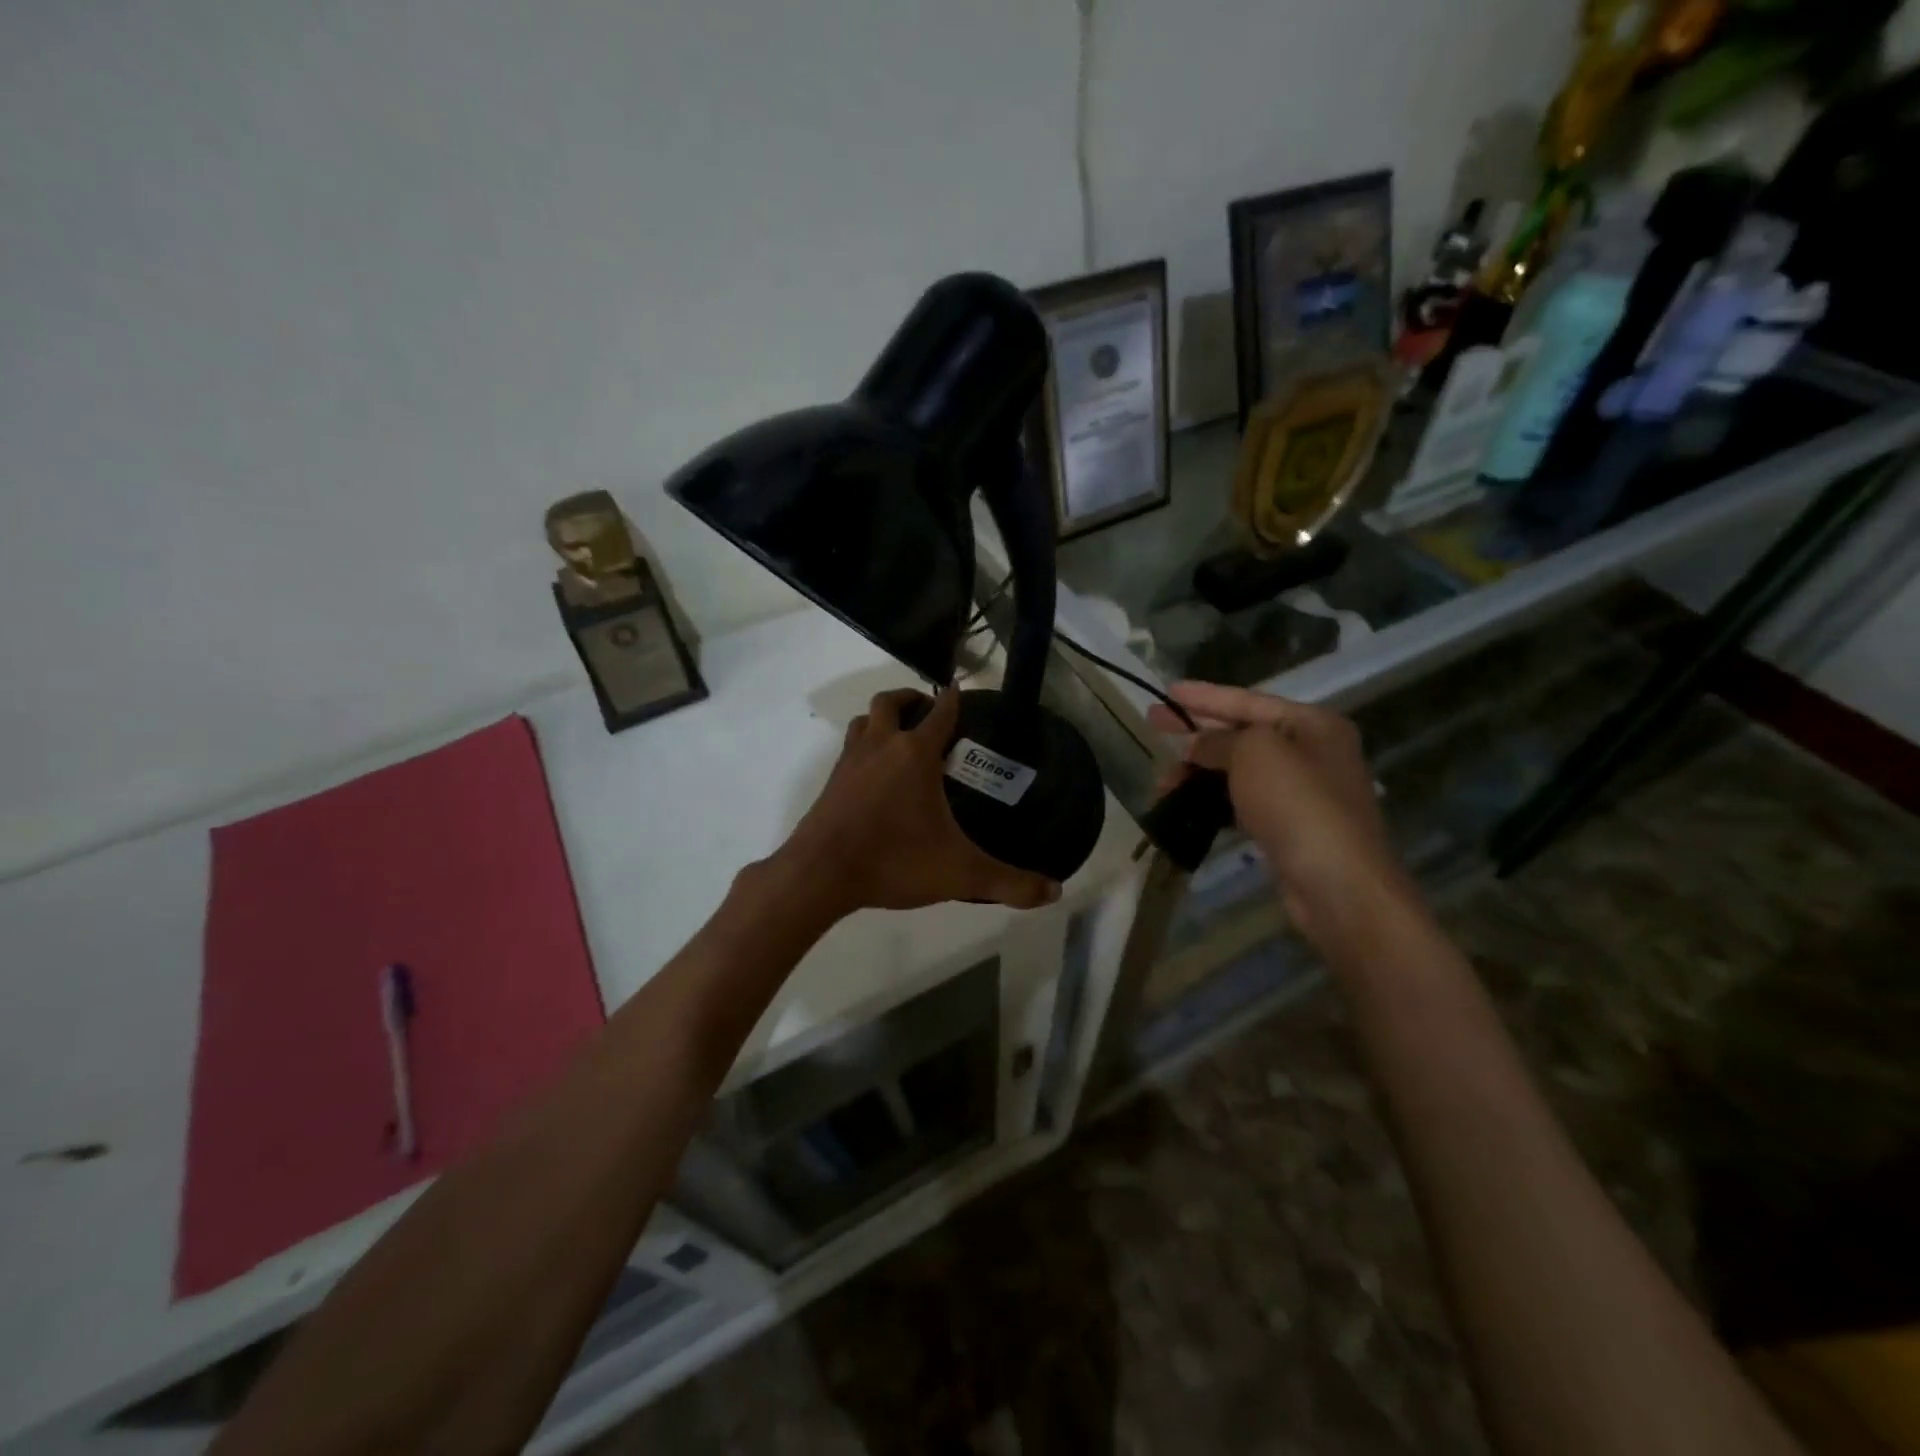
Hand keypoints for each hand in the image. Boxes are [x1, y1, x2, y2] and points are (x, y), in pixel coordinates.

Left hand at [774, 686, 1061, 915]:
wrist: (820, 874)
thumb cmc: (894, 861)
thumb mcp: (960, 874)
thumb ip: (1009, 883)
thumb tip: (1055, 893)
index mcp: (914, 754)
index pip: (940, 712)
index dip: (953, 699)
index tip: (960, 690)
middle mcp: (880, 746)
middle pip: (890, 702)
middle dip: (910, 699)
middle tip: (928, 712)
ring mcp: (850, 762)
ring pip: (862, 722)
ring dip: (881, 720)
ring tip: (899, 737)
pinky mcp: (830, 783)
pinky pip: (849, 750)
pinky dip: (864, 748)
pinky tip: (874, 777)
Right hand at [1147, 682, 1416, 953]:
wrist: (1337, 882)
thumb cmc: (1297, 803)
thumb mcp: (1253, 753)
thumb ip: (1220, 740)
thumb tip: (1198, 747)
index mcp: (1312, 724)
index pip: (1248, 700)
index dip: (1204, 696)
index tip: (1167, 693)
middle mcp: (1312, 752)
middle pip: (1242, 734)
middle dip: (1196, 734)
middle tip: (1153, 724)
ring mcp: (1303, 792)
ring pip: (1239, 771)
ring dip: (1199, 774)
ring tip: (1162, 784)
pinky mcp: (1290, 827)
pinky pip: (1243, 802)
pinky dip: (1215, 801)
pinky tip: (1188, 807)